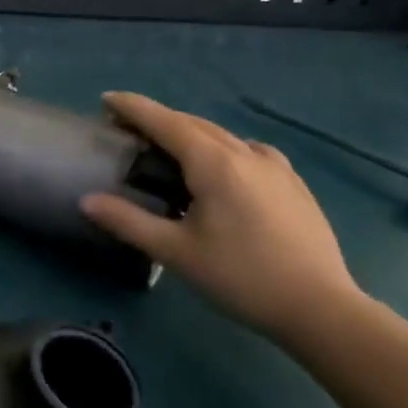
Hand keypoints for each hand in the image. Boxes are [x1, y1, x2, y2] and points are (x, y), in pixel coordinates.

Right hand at [80, 93, 363, 340]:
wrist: (321, 308)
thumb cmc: (241, 277)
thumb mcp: (175, 252)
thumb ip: (128, 221)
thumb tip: (86, 200)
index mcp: (215, 164)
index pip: (166, 122)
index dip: (134, 108)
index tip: (106, 99)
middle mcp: (246, 154)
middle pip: (194, 124)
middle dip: (158, 119)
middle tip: (126, 126)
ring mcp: (276, 168)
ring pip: (223, 136)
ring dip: (189, 132)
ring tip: (168, 146)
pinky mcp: (293, 185)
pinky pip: (249, 151)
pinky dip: (222, 148)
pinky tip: (223, 168)